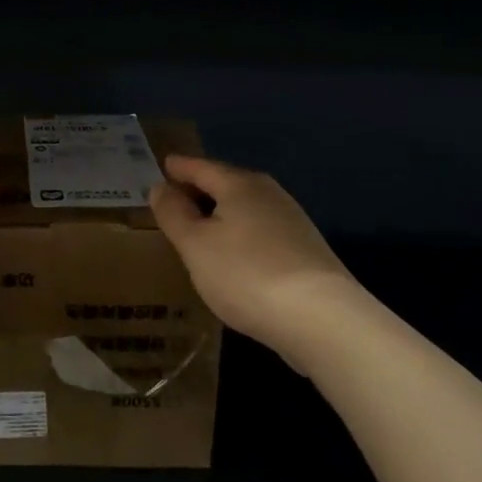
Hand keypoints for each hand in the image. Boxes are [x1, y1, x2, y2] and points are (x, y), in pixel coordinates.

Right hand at [148, 154, 360, 363]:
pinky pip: (260, 230)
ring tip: (199, 227)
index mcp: (239, 185)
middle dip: (201, 188)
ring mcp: (292, 221)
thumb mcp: (195, 245)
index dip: (179, 167)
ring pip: (246, 208)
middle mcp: (269, 194)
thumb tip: (161, 187)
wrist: (321, 318)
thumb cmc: (245, 273)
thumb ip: (174, 213)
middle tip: (175, 196)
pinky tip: (233, 254)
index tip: (163, 163)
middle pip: (227, 183)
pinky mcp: (305, 250)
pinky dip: (240, 234)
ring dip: (221, 213)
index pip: (201, 167)